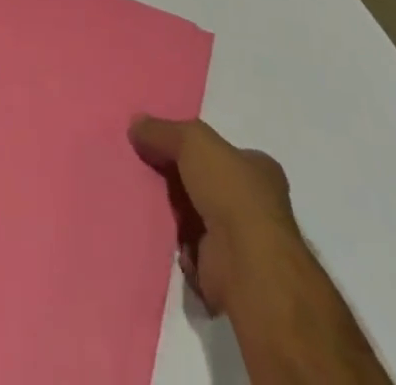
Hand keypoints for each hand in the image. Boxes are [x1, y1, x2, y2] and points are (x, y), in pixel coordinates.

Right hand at [129, 115, 297, 314]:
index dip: (194, 149)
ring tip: (147, 201)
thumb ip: (162, 131)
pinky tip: (162, 233)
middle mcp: (257, 204)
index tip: (163, 147)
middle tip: (149, 171)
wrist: (246, 264)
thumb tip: (136, 124)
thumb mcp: (192, 141)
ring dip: (175, 214)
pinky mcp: (226, 271)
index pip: (223, 152)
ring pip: (198, 217)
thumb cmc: (229, 191)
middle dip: (179, 181)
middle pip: (207, 183)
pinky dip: (177, 243)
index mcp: (259, 170)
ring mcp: (243, 241)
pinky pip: (192, 250)